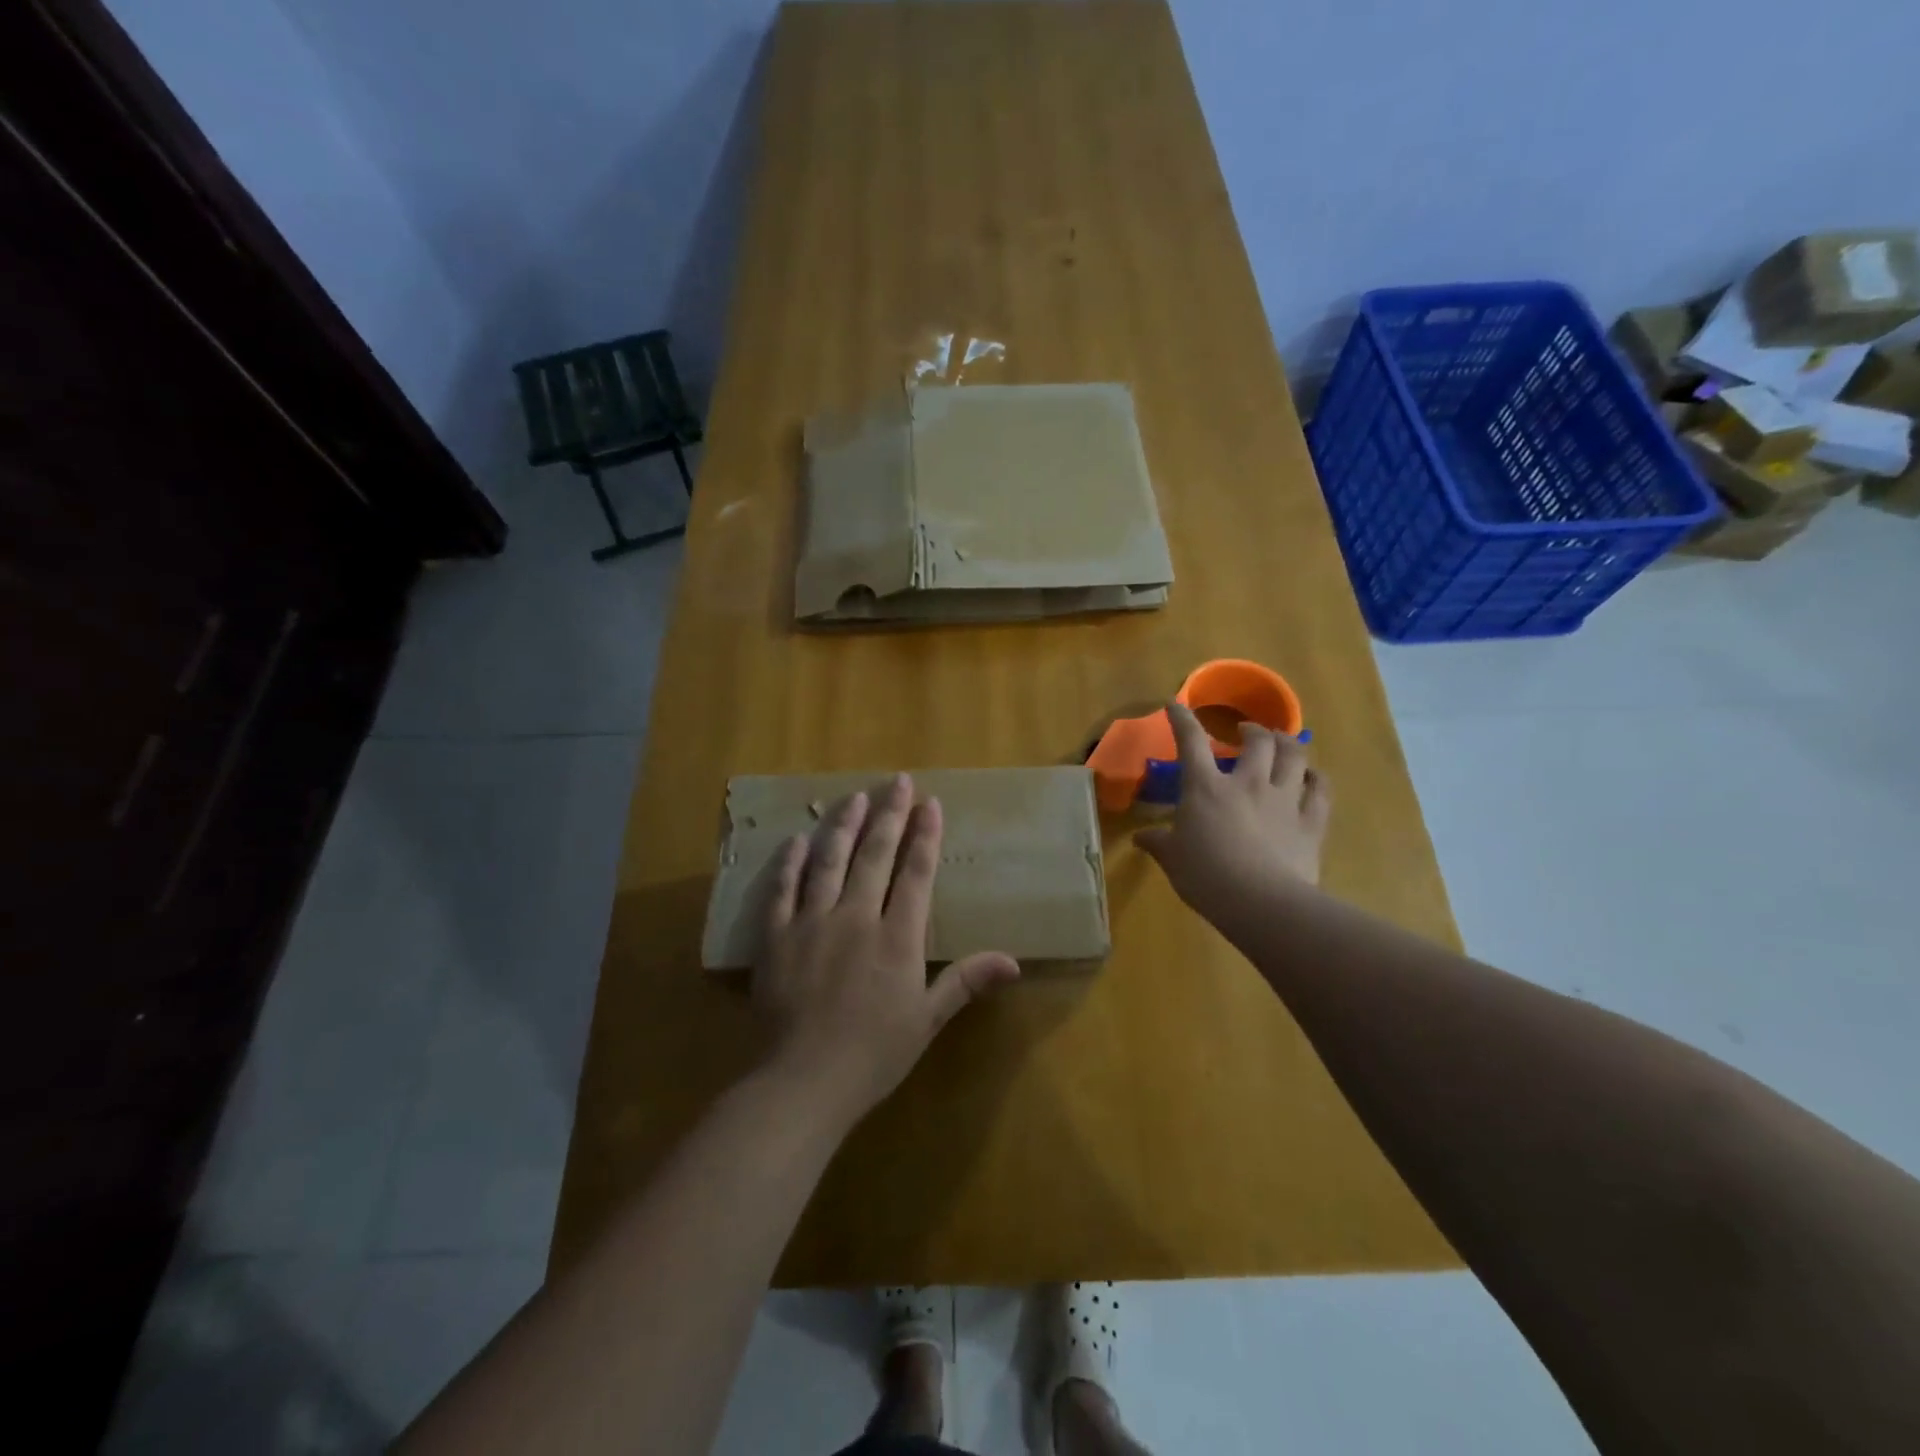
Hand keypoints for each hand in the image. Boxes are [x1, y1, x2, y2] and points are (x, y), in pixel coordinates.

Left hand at [754, 773, 1019, 1123]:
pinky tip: (796, 840)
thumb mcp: (927, 1021)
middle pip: (874, 856)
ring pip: (829, 862)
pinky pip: (782, 890)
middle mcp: (856, 917)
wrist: (803, 1082)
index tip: (930, 804)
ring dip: (843, 826)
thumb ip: (965, 982)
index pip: (915, 874)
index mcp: (896, 937)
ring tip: (853, 797)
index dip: (925, 837)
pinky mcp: (776, 937)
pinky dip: (790, 863)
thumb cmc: (873, 1055)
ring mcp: (812, 922)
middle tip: (897, 781)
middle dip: (889, 815)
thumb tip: (1013, 962)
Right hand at [1134, 703, 1330, 922]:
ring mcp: (1284, 799)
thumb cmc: (1206, 876)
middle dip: (1252, 729)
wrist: (1261, 903)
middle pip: (1257, 741)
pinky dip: (1316, 778)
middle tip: (1247, 731)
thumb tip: (1140, 838)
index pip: (1191, 742)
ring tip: (1282, 742)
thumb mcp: (1172, 859)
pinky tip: (1312, 776)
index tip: (1175, 705)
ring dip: (1287, 743)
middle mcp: (1248, 782)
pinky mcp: (1310, 821)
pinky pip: (1320, 790)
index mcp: (1206, 788)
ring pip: (1294, 756)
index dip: (1182, 720)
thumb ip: (1157, 843)